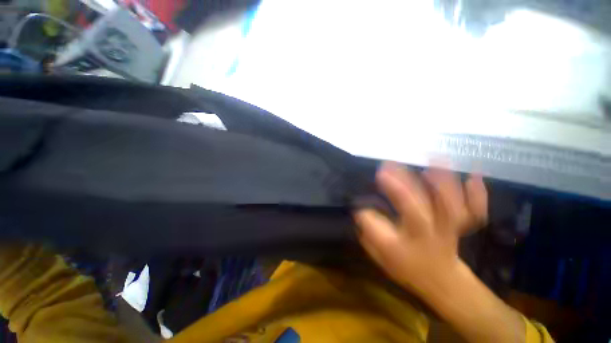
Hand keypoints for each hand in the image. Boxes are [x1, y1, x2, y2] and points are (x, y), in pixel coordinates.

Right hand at [354, 162, 486, 296]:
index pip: (386, 226)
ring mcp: (449, 229)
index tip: (373, 183)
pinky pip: (475, 211)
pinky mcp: (461, 226)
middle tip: (387, 165)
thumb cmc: (407, 267)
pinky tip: (474, 177)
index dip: (379, 205)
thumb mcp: (381, 255)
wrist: (442, 282)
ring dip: (442, 183)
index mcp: (404, 243)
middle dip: (401, 183)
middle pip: (416, 207)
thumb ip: (370, 233)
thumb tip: (360, 211)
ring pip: (450, 206)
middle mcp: (428, 234)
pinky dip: (477, 195)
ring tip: (433, 161)